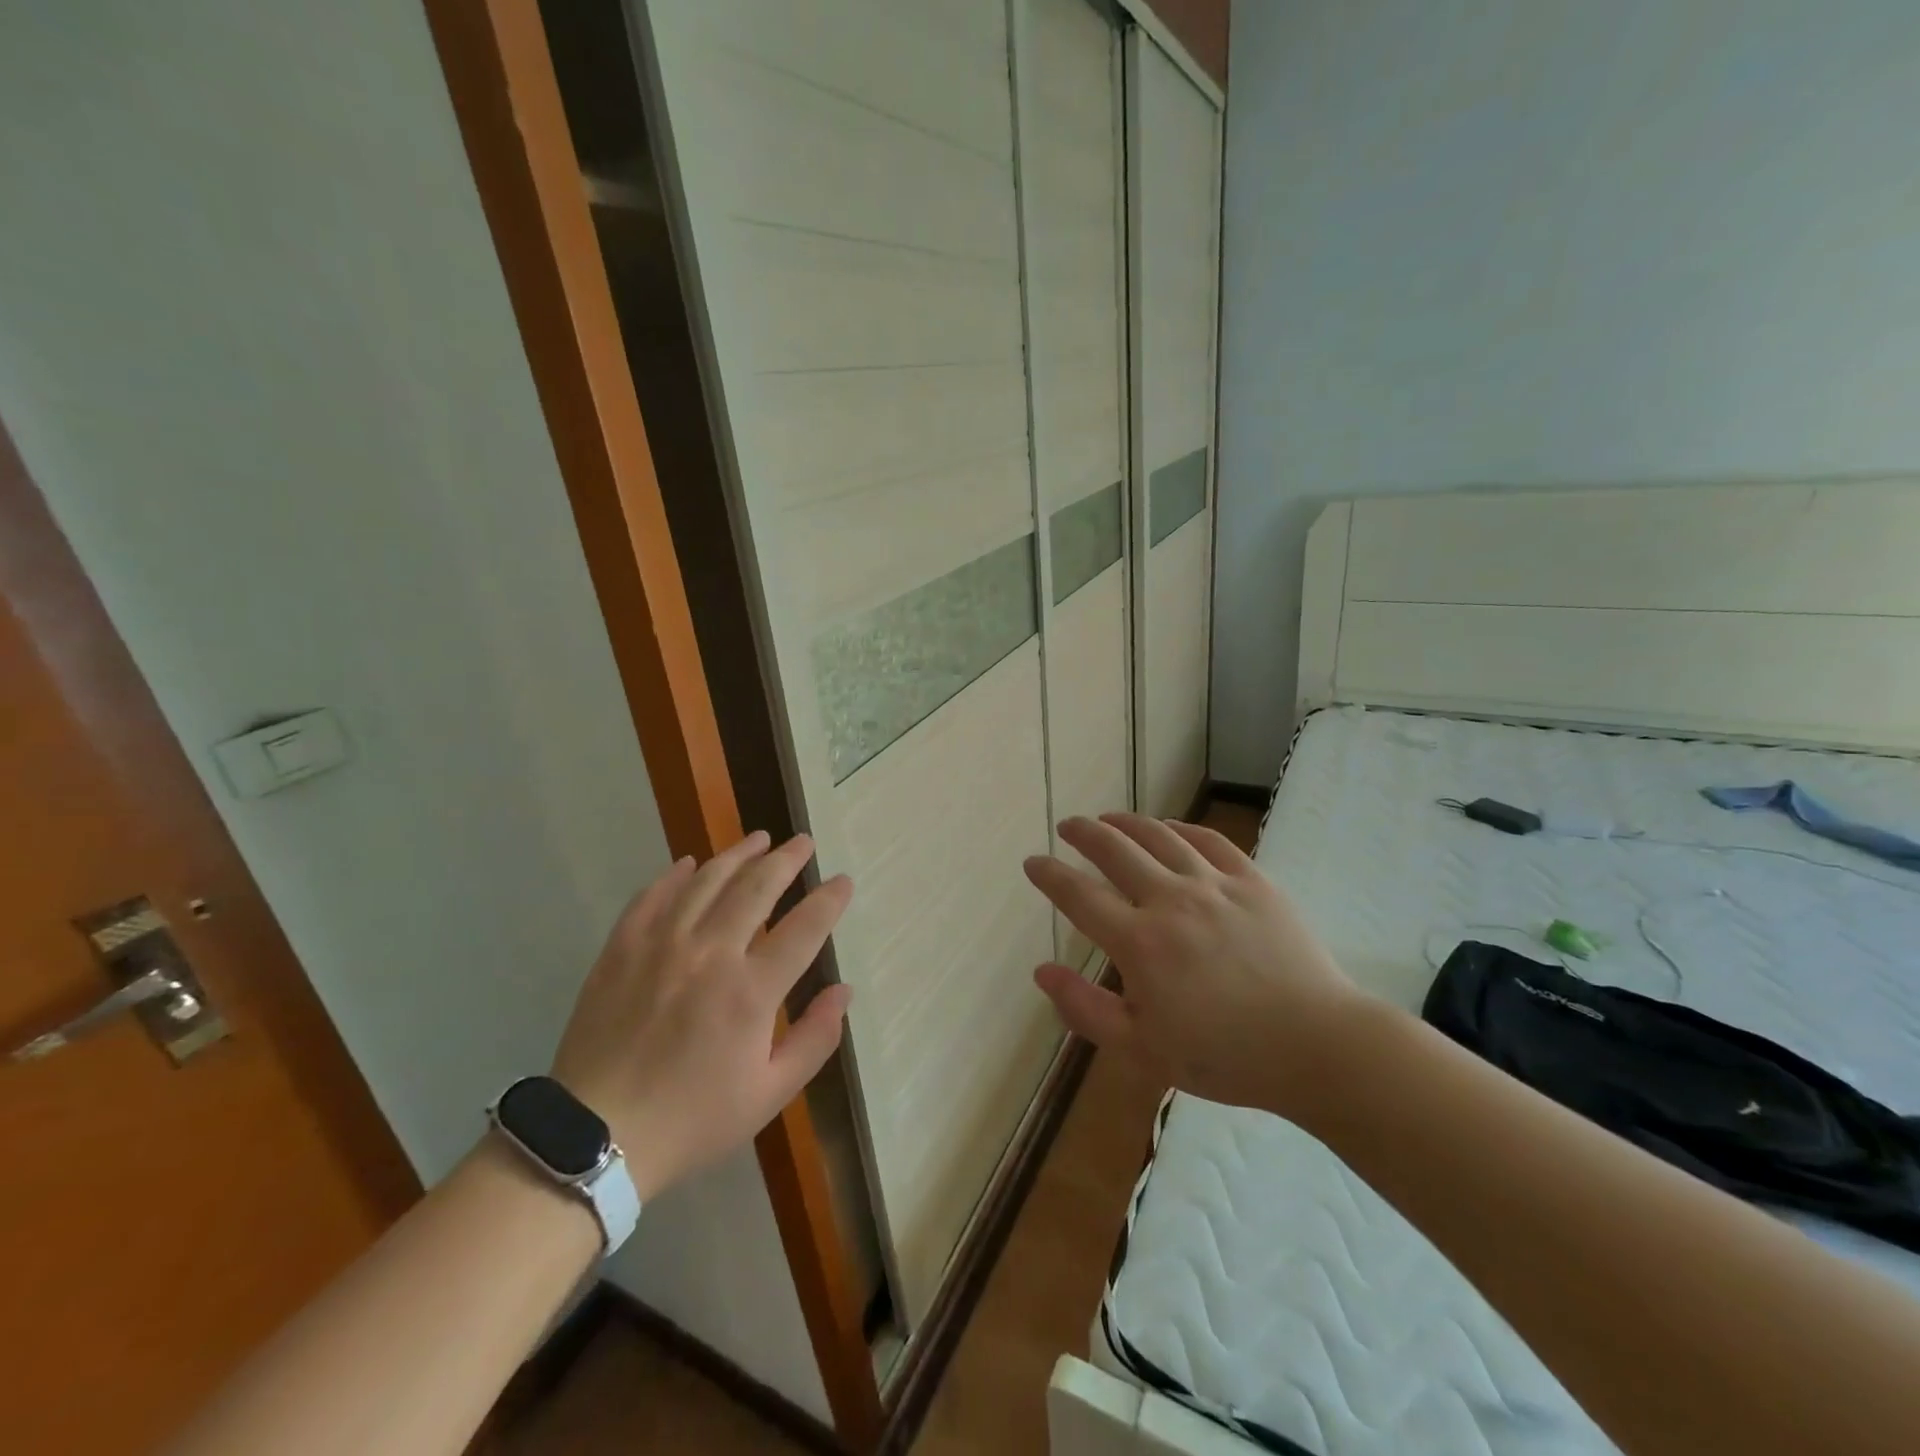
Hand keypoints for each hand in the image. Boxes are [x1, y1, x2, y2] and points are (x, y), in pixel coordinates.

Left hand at [550, 831, 852, 1199]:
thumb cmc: (692, 1119)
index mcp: (750, 992)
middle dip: (786, 860)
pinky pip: (651, 896)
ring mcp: (661, 946)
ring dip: (738, 855)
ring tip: (759, 839)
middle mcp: (710, 954)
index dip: (829, 900)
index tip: (843, 881)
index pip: (804, 928)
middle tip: (803, 842)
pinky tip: (689, 863)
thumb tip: (843, 991)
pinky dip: (674, 875)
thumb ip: (814, 1039)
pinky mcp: (621, 949)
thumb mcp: (769, 1095)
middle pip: (756, 888)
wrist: (595, 1137)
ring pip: (706, 881)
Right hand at [1024, 813, 1366, 1112]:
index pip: (1079, 896)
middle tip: (1068, 825)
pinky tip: (1170, 827)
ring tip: (1109, 819)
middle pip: (1115, 851)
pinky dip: (1182, 827)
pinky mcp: (1253, 881)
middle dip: (1084, 833)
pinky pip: (1210, 840)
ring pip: (1160, 836)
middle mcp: (1171, 901)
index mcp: (1140, 943)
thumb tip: (1042, 971)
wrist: (1316, 1046)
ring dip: (1127, 822)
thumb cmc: (1224, 1056)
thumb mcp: (1141, 1050)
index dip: (1050, 875)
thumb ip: (1085, 1008)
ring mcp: (1215, 885)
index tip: (1033, 862)